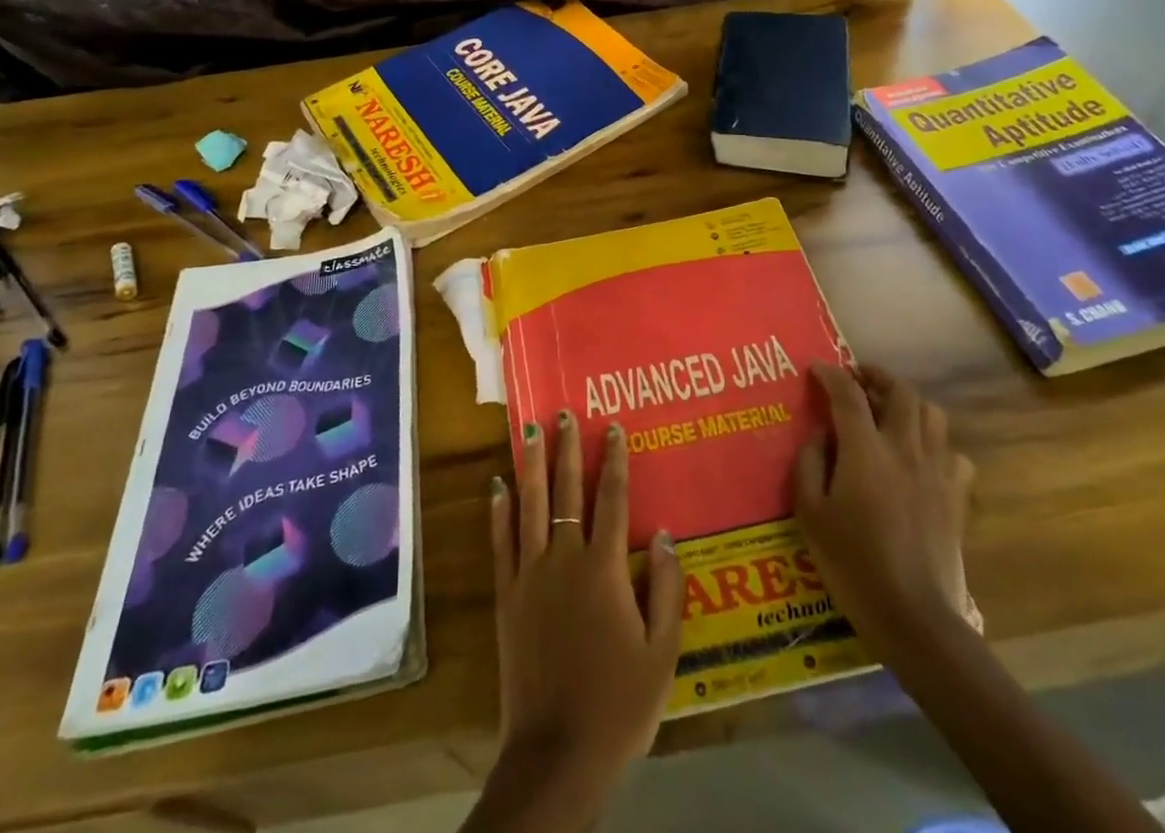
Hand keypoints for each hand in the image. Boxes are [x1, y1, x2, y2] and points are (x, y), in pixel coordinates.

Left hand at [488, 412, 681, 802]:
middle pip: (567, 492)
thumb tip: (668, 535)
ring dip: (532, 465)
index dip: (615, 461)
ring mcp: (531, 574)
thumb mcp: (663, 654)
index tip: (612, 427)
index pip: (613, 501)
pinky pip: (501, 543)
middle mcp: (565, 559)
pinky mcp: (507, 595)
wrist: (558, 751)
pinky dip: (498, 511)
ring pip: (530, 506)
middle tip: (563, 413)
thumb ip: (669, 591)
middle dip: (567, 449)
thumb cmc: (619, 704)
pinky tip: (496, 484)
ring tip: (530, 430)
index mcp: (606, 569)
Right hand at [794, 362, 974, 661]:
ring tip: (888, 411)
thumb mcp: (810, 513)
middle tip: (857, 380)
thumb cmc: (852, 563)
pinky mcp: (957, 498)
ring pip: (932, 415)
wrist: (914, 617)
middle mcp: (905, 449)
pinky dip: (936, 445)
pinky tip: (920, 458)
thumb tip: (820, 435)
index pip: (848, 394)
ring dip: (908, 403)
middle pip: (900, 392)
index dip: (831, 374)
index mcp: (866, 450)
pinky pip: (954, 454)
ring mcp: (937, 472)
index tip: (817, 369)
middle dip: (877, 376)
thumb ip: (809, 464)